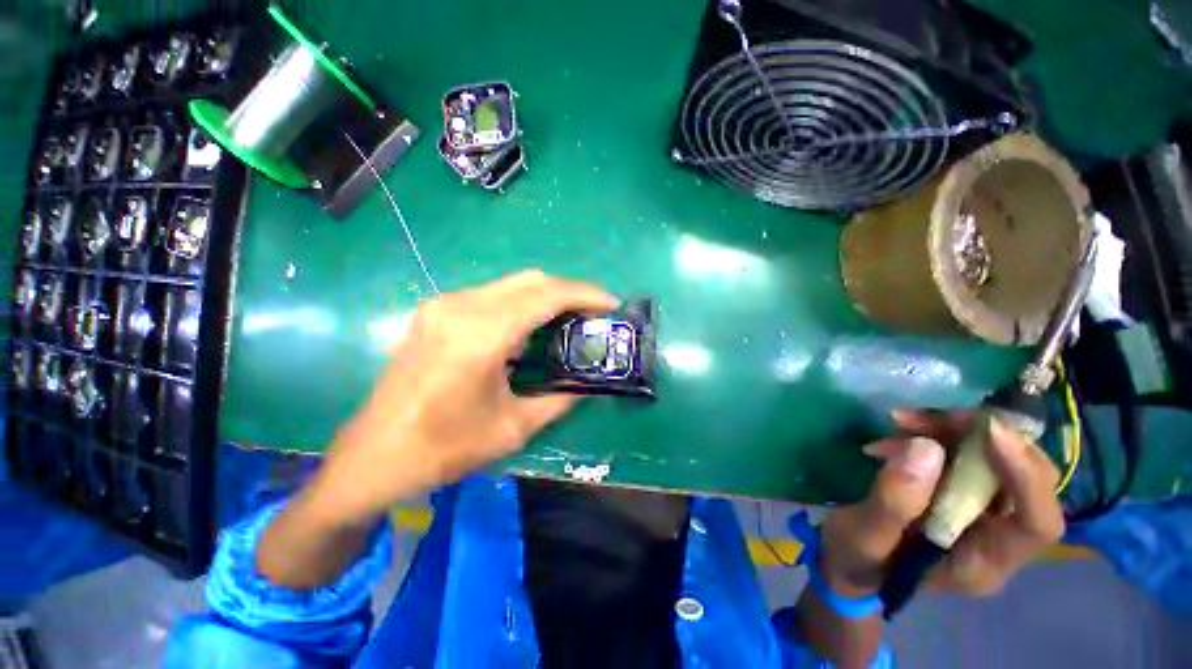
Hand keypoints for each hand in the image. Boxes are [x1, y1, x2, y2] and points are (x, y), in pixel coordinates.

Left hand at [311, 270, 619, 524]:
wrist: (372, 457)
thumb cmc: (444, 448)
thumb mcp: (514, 427)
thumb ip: (559, 400)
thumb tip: (589, 385)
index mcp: (482, 333)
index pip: (547, 295)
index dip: (586, 295)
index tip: (612, 304)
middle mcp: (462, 306)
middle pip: (531, 281)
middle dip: (569, 292)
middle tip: (594, 314)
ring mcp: (444, 305)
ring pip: (511, 285)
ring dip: (545, 298)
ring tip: (569, 321)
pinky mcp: (435, 313)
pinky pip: (491, 297)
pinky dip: (521, 305)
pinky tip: (530, 330)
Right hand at [795, 410, 1063, 666]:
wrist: (850, 560)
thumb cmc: (857, 560)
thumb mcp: (863, 537)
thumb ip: (893, 502)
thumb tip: (927, 449)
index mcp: (984, 564)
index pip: (1037, 522)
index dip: (1025, 475)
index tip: (988, 430)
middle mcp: (998, 538)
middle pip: (1028, 481)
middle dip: (988, 440)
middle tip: (938, 417)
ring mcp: (984, 515)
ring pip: (1000, 460)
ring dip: (956, 432)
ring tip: (901, 421)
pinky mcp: (963, 494)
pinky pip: (969, 455)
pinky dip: (939, 434)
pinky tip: (899, 432)